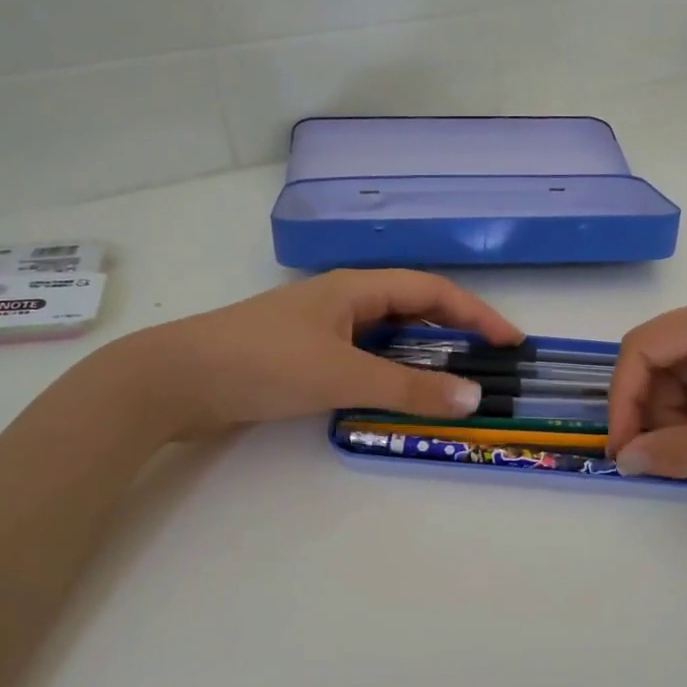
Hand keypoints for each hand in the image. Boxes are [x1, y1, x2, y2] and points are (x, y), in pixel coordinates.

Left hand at [95, 269, 520, 439]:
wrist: (176, 378)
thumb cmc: (263, 363)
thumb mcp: (342, 375)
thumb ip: (407, 389)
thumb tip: (472, 399)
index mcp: (355, 288)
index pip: (431, 292)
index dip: (475, 313)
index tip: (511, 341)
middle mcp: (342, 301)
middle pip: (412, 309)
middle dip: (453, 333)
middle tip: (487, 363)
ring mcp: (320, 328)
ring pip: (386, 337)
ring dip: (421, 357)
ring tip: (451, 384)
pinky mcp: (302, 356)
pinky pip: (362, 359)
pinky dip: (389, 374)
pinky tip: (395, 397)